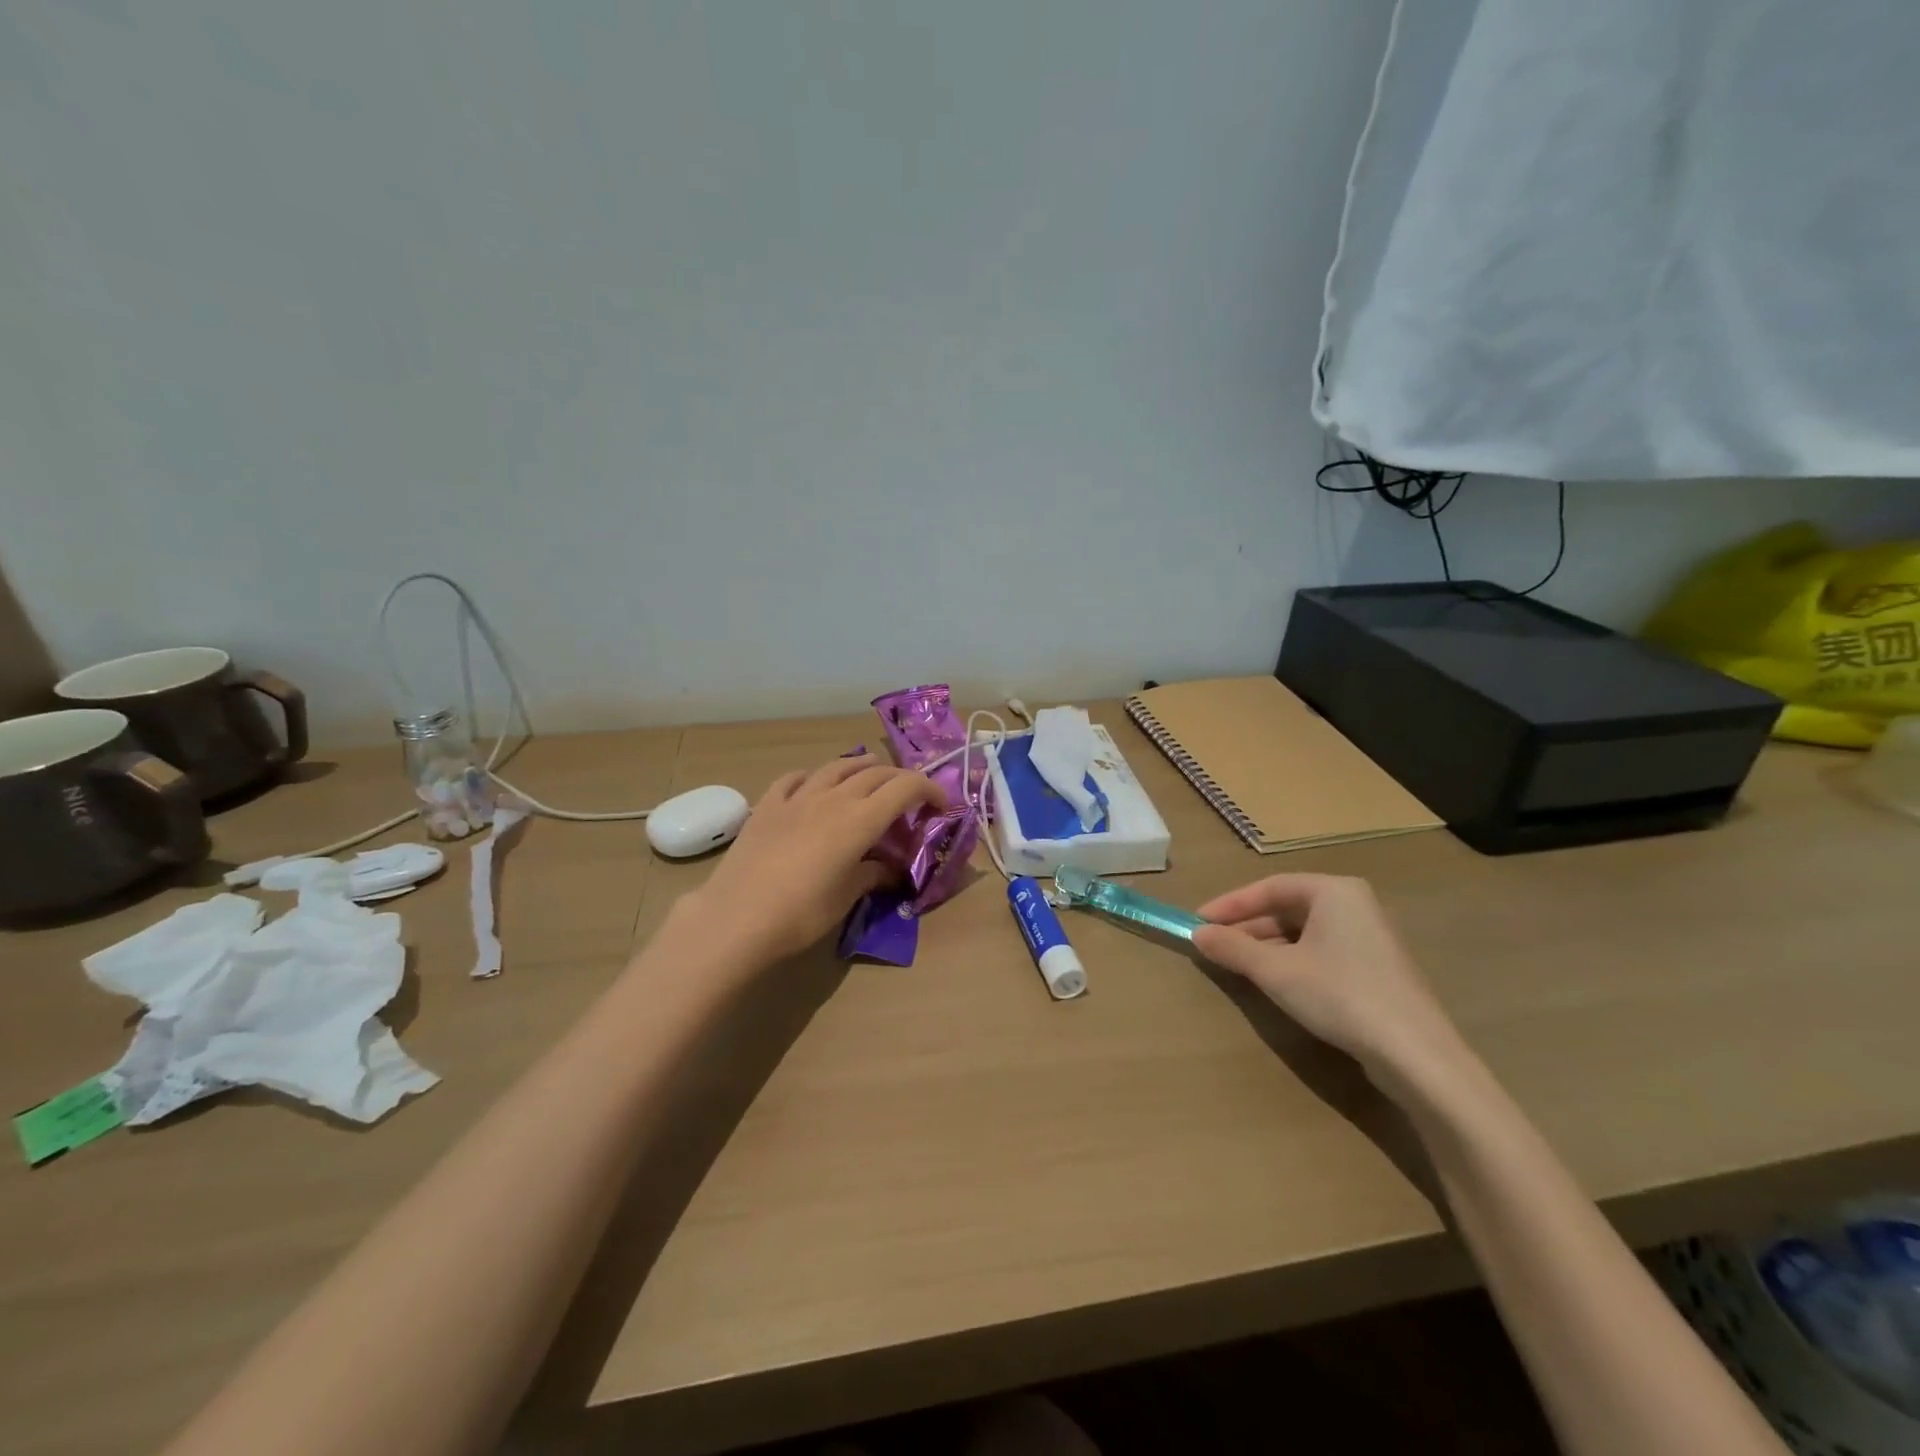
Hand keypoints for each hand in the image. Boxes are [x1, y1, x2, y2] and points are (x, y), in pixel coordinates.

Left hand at [676, 753, 945, 966]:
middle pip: (876, 774)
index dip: (930, 790)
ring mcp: (797, 797)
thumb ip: (873, 874)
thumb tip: (890, 868)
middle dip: (900, 780)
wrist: (736, 918)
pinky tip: (814, 784)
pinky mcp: (767, 805)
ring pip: (837, 767)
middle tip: (911, 797)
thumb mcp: (846, 897)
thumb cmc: (801, 914)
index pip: (905, 787)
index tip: (942, 805)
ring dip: (861, 767)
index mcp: (859, 819)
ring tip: (871, 773)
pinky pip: (795, 778)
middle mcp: (833, 797)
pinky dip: (814, 776)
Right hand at [1191, 874, 1469, 1100]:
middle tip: (1214, 945)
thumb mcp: (1275, 971)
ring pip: (1305, 931)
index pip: (1270, 887)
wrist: (1415, 1054)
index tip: (1198, 921)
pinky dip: (1292, 960)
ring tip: (1237, 965)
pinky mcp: (1377, 968)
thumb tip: (1198, 934)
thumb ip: (1233, 947)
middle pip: (1288, 908)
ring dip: (1267, 946)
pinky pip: (1323, 950)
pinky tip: (1275, 981)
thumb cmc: (1339, 995)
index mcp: (1334, 891)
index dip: (1230, 904)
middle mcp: (1355, 904)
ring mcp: (1370, 937)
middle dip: (1248, 927)